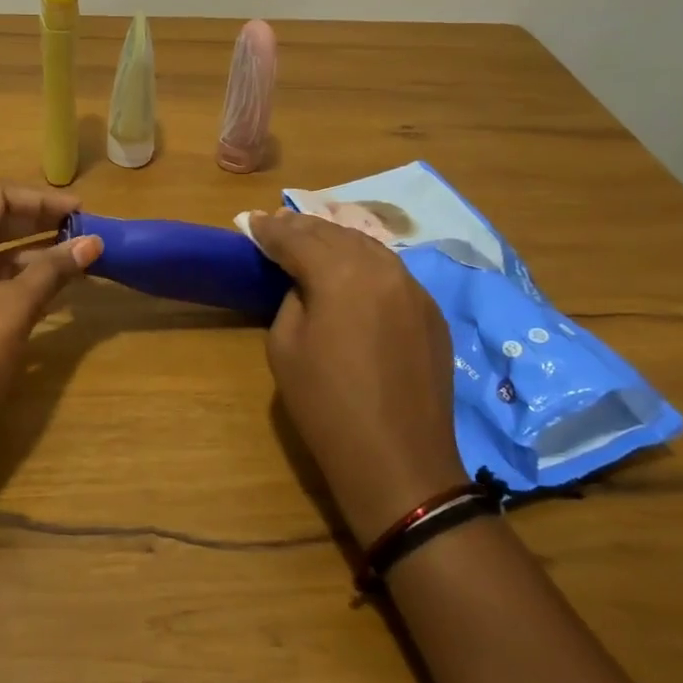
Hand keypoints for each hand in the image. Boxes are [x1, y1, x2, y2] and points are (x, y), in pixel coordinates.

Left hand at [0, 181, 102, 441]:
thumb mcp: (15, 308)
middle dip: (39, 221)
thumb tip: (94, 242)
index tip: (78, 212)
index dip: (39, 198)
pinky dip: (24, 279)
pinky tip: (54, 288)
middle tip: (81, 230)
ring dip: (35, 251)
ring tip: (76, 257)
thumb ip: (54, 270)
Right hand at [248, 209, 466, 542]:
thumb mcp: (285, 347)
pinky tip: (352, 270)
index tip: (251, 222)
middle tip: (277, 224)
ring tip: (312, 240)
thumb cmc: (327, 405)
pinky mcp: (430, 312)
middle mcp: (382, 268)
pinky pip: (391, 272)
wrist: (398, 460)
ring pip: (368, 247)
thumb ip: (292, 299)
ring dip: (335, 240)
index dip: (270, 230)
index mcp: (340, 273)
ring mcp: (413, 288)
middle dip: (302, 228)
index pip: (297, 238)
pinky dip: (365, 263)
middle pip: (335, 234)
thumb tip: (305, 284)